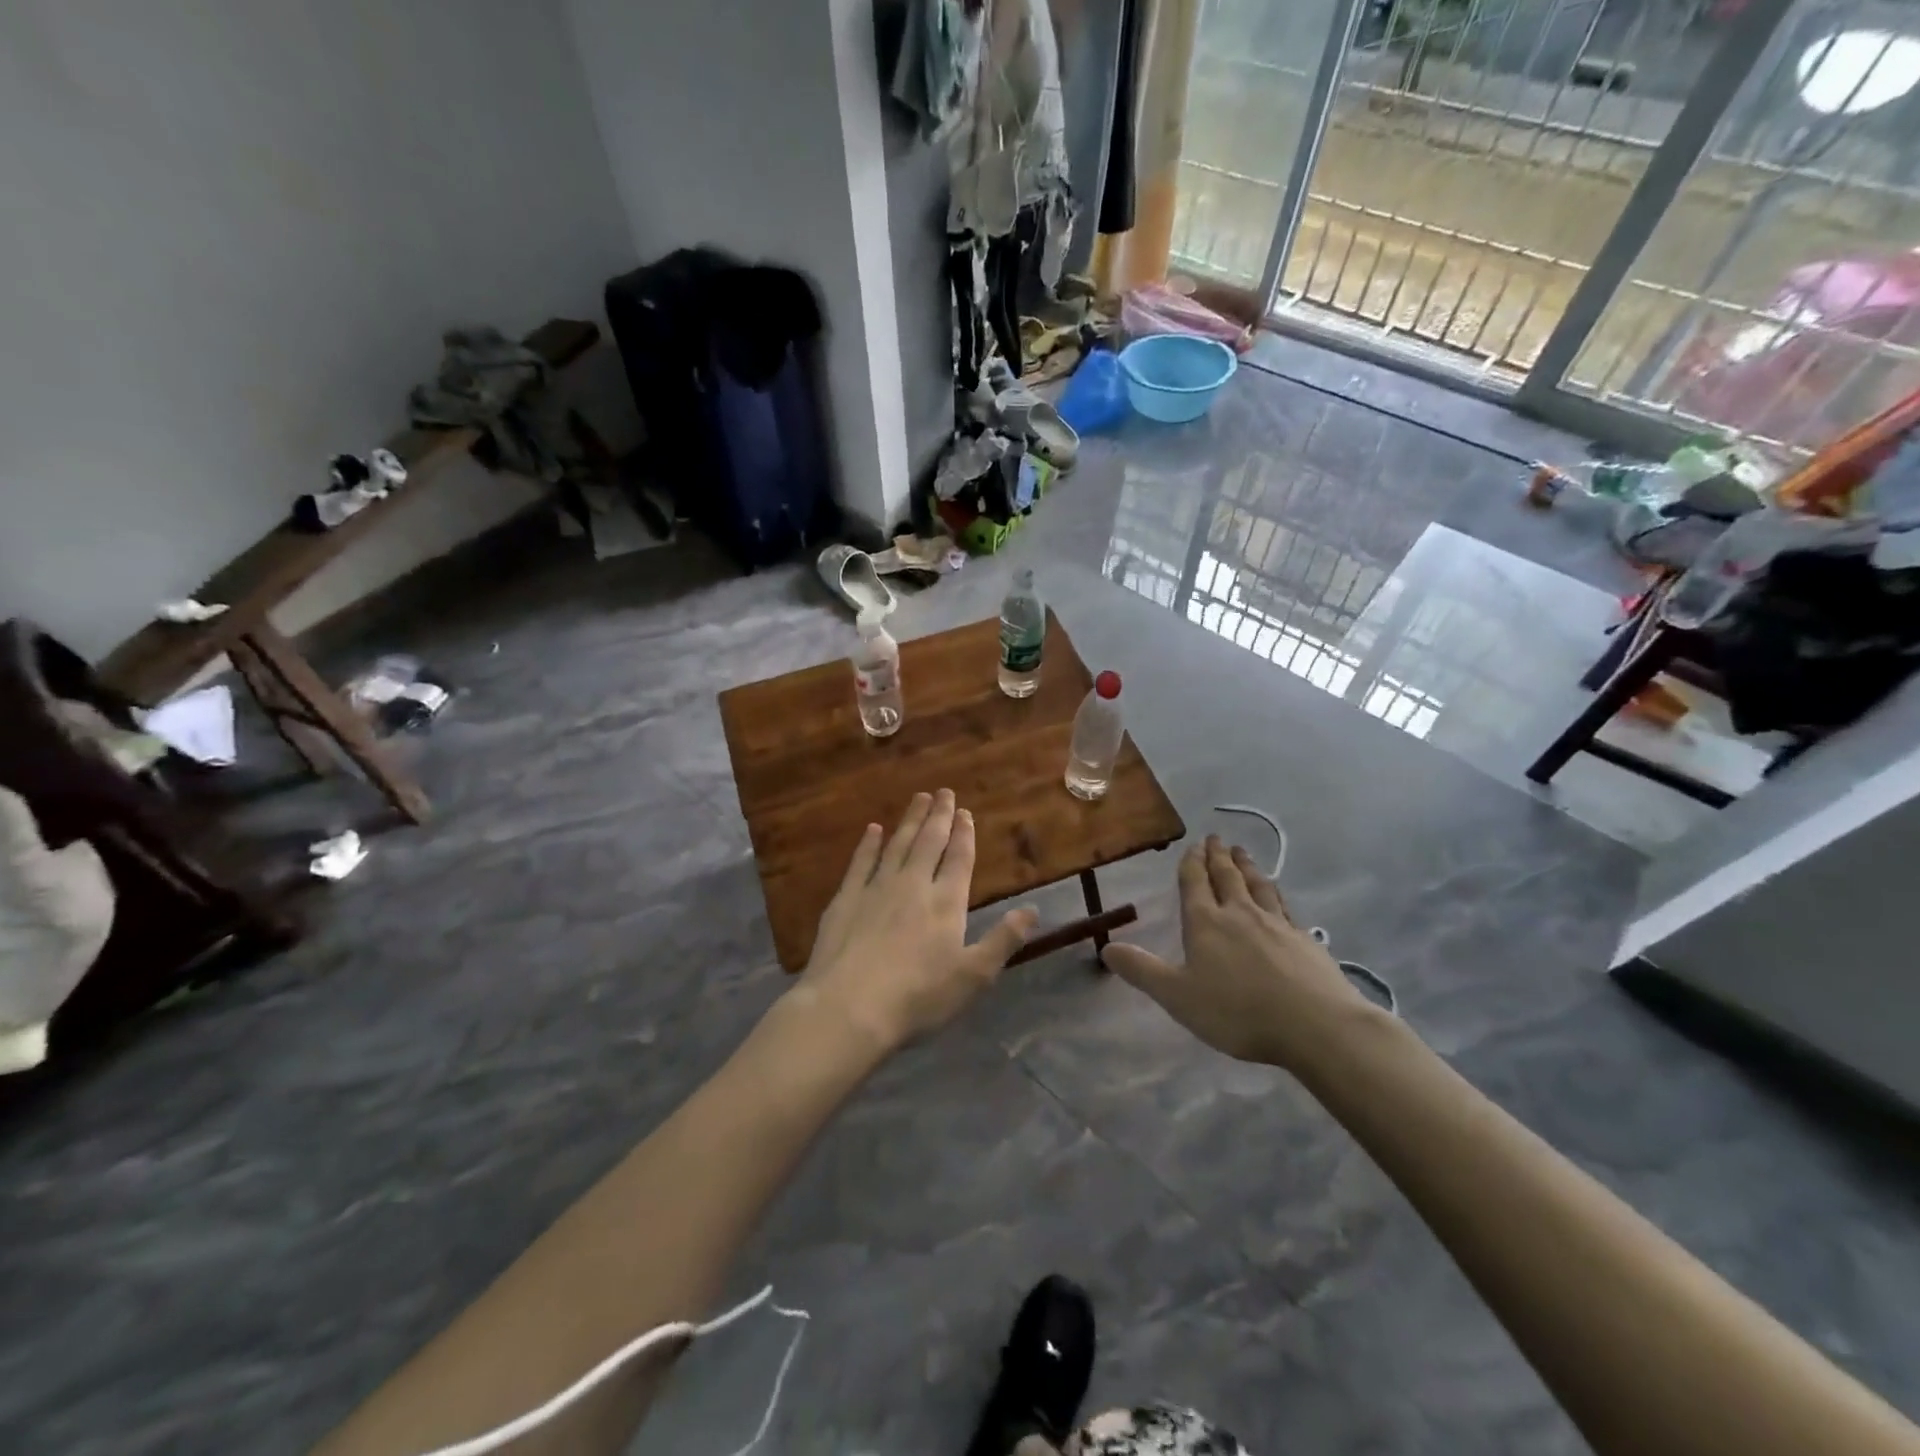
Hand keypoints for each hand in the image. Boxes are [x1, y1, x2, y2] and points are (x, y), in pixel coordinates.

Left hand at [796, 789, 1037, 1052]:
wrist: (850, 1007)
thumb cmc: (918, 997)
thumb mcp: (974, 976)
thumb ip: (1004, 940)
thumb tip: (1032, 909)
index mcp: (946, 903)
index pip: (959, 859)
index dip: (964, 834)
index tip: (965, 812)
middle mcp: (913, 885)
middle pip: (929, 842)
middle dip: (938, 816)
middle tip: (943, 791)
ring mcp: (876, 888)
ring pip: (897, 845)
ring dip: (909, 820)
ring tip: (918, 798)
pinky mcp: (846, 899)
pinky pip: (860, 862)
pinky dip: (868, 844)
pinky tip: (873, 829)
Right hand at [1102, 835, 1370, 1070]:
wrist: (1315, 1025)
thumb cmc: (1238, 1012)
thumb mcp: (1177, 996)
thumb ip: (1142, 970)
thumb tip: (1105, 948)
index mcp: (1206, 922)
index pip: (1195, 883)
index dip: (1191, 863)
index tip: (1193, 845)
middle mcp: (1240, 913)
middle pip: (1227, 876)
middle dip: (1218, 856)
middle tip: (1216, 838)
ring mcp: (1276, 923)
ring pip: (1258, 885)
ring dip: (1247, 866)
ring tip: (1243, 852)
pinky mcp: (1304, 939)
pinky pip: (1284, 905)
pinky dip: (1276, 892)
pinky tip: (1277, 894)